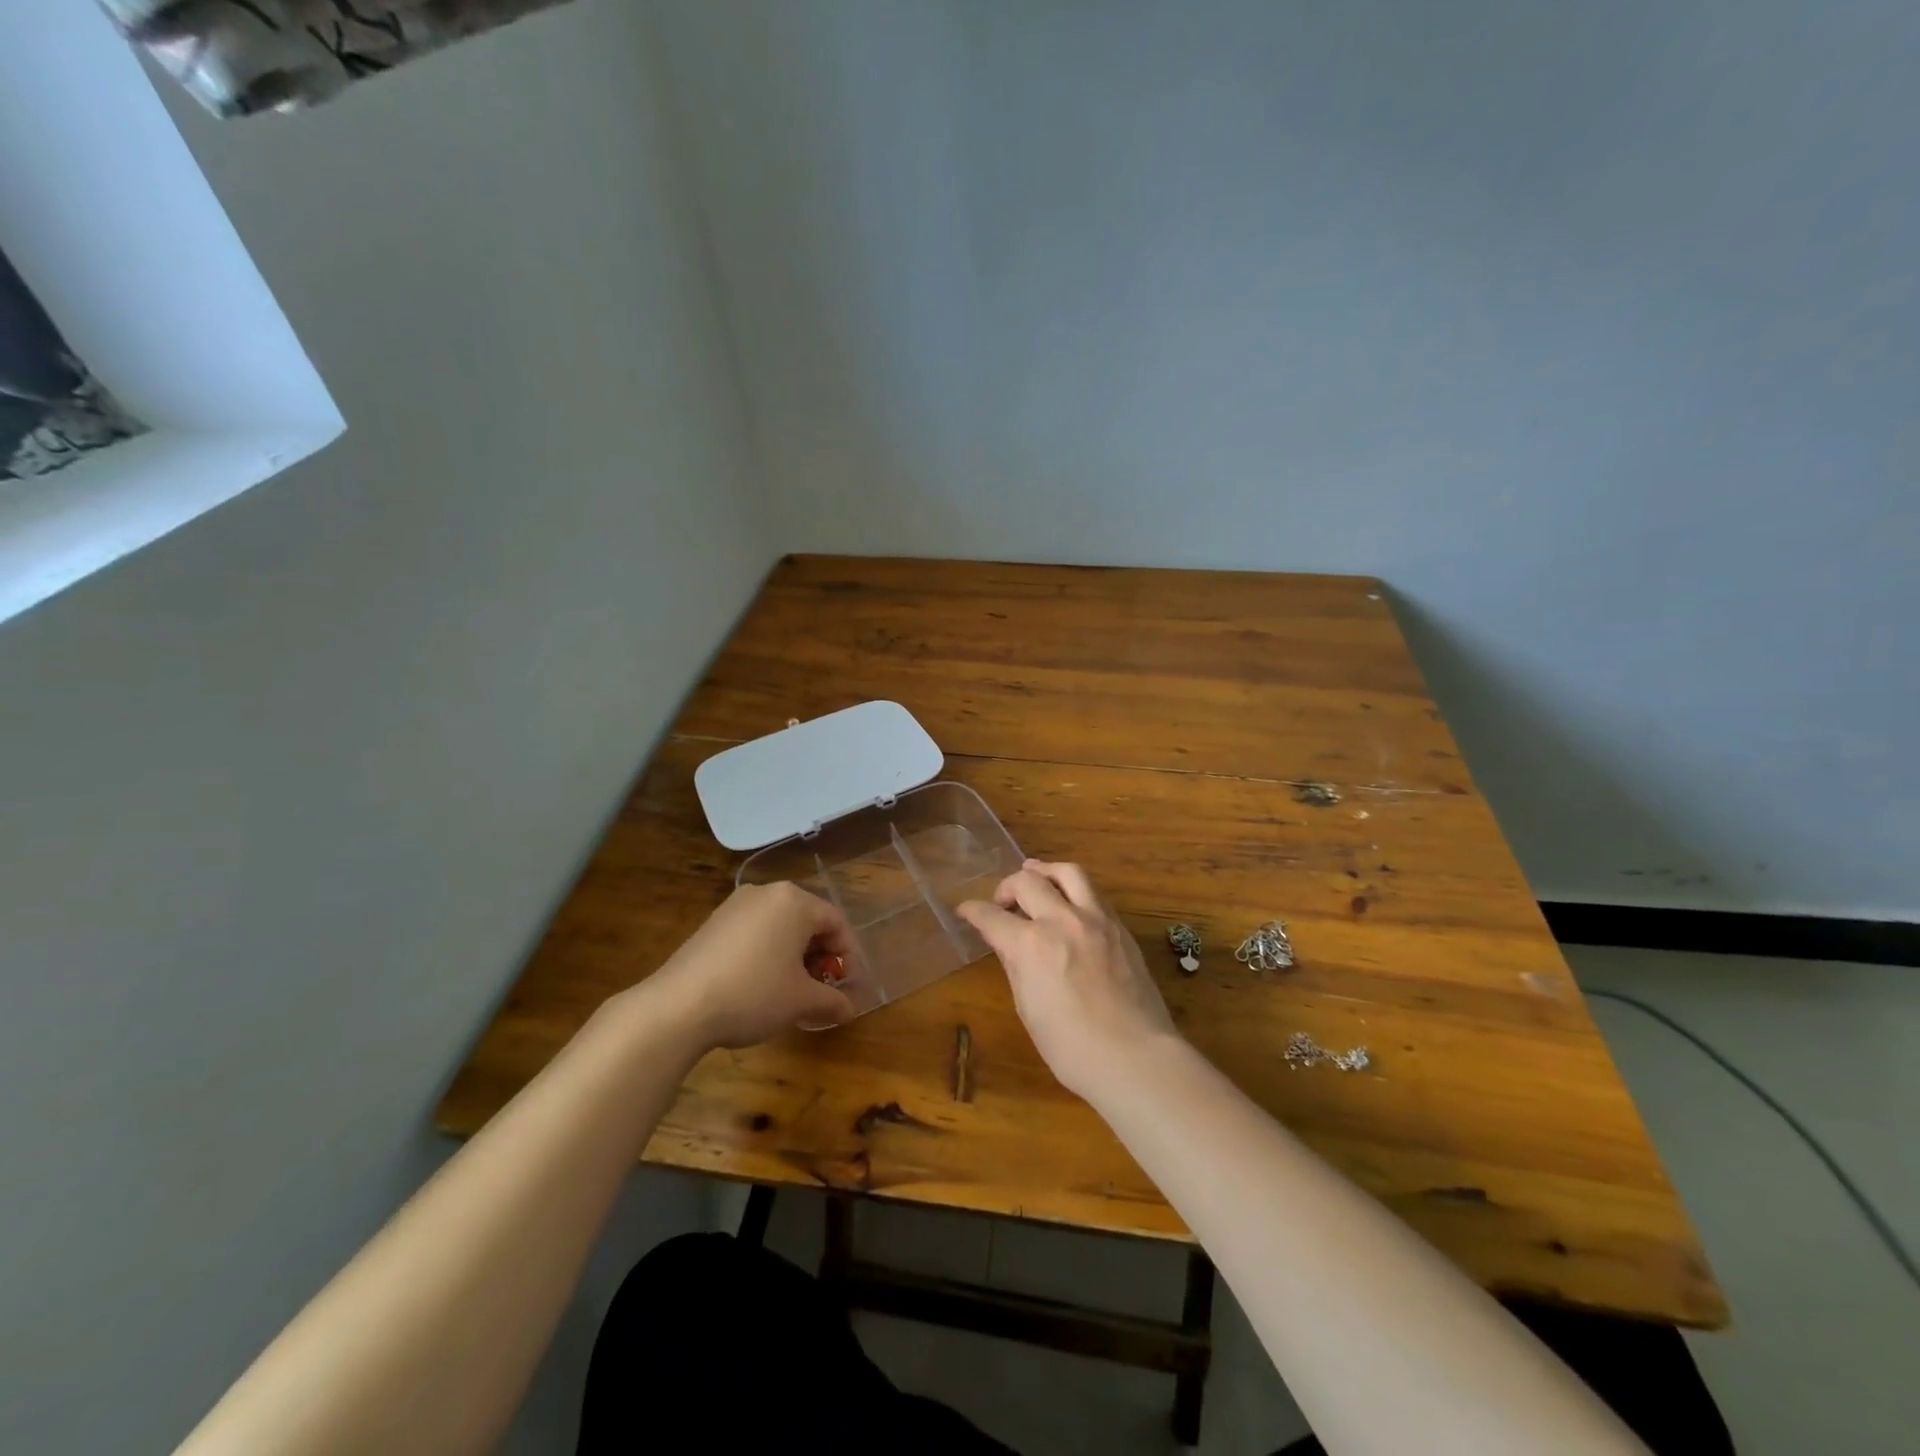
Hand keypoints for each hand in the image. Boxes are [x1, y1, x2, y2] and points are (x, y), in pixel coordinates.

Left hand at [643, 882, 856, 1048]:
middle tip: (820, 989)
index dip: (846, 955)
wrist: (678, 1006)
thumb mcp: (801, 1001)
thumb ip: (831, 1001)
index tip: (844, 986)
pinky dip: (767, 952)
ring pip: (780, 926)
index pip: (836, 922)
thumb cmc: (753, 994)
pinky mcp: (713, 922)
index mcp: (794, 901)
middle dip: (819, 955)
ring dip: (793, 955)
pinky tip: (759, 984)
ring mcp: (736, 905)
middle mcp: (767, 892)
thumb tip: (849, 1010)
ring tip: (790, 990)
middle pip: (807, 920)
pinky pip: (754, 931)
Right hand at [957, 860, 1177, 1100]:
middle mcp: (1061, 921)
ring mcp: (1095, 920)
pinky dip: (1074, 889)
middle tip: (1002, 902)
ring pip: (1068, 873)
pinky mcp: (1119, 927)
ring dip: (1045, 871)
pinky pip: (1093, 893)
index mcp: (1031, 945)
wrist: (1135, 1057)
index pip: (991, 916)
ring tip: (1035, 874)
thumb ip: (1016, 966)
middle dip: (1006, 887)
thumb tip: (1009, 945)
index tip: (965, 910)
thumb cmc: (1071, 1048)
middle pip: (1027, 882)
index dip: (972, 911)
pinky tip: (1070, 901)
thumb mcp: (1028, 1009)